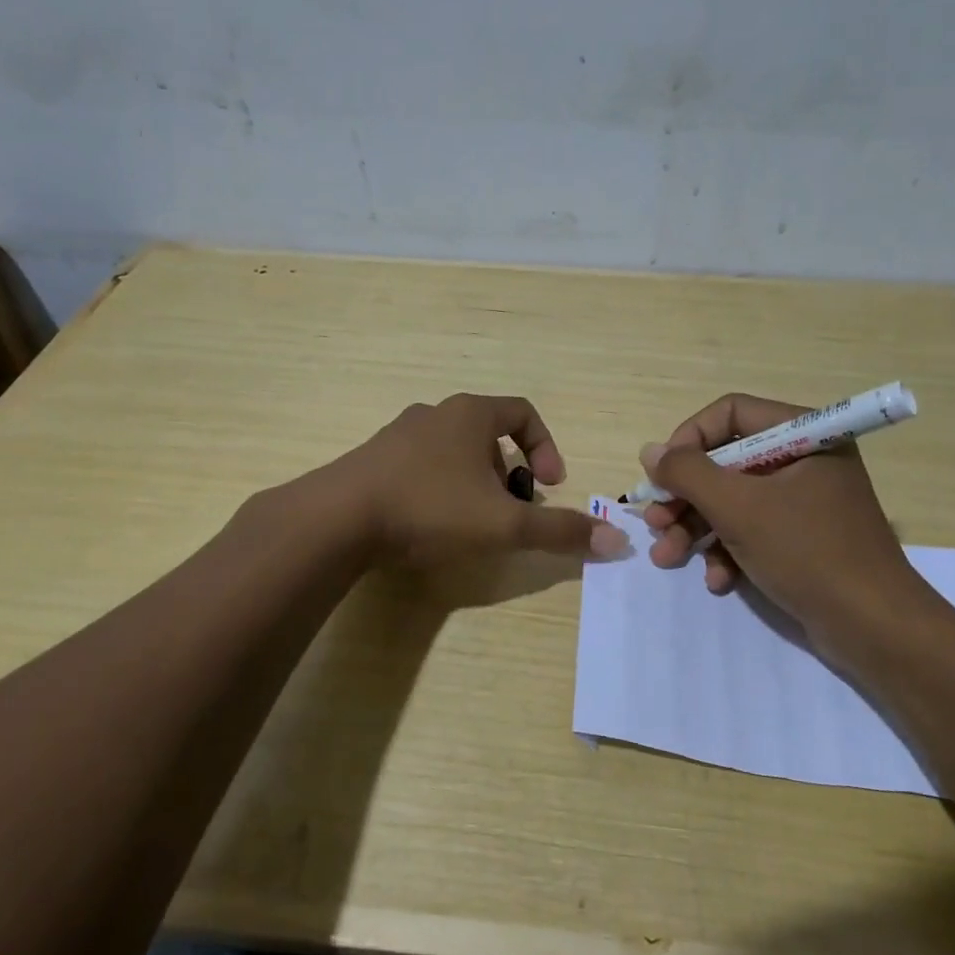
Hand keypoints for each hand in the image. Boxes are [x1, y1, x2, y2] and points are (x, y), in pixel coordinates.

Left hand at [334, 394, 629, 567]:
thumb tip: (616, 541)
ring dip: (475, 483)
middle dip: (510, 474)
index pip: (524, 413)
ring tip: (472, 523)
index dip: (547, 447)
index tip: (550, 485)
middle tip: (510, 511)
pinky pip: (422, 466)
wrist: (338, 519)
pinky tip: (430, 525)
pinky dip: (440, 489)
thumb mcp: (504, 524)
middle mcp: (435, 413)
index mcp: (470, 414)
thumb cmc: (431, 509)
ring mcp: (399, 434)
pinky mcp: (373, 459)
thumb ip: (559, 531)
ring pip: (454, 452)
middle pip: (489, 435)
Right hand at [640, 393, 928, 634]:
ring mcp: (804, 501)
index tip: (662, 473)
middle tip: (655, 522)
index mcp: (805, 435)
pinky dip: (728, 552)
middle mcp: (805, 459)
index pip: (731, 413)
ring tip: (667, 558)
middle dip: (686, 497)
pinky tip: (718, 581)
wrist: (874, 628)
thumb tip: (651, 451)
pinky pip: (753, 530)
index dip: (690, 439)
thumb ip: (688, 473)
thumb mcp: (738, 508)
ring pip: (733, 500)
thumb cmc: (807, 552)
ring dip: (696, 529)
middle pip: (726, 461)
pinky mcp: (802, 538)